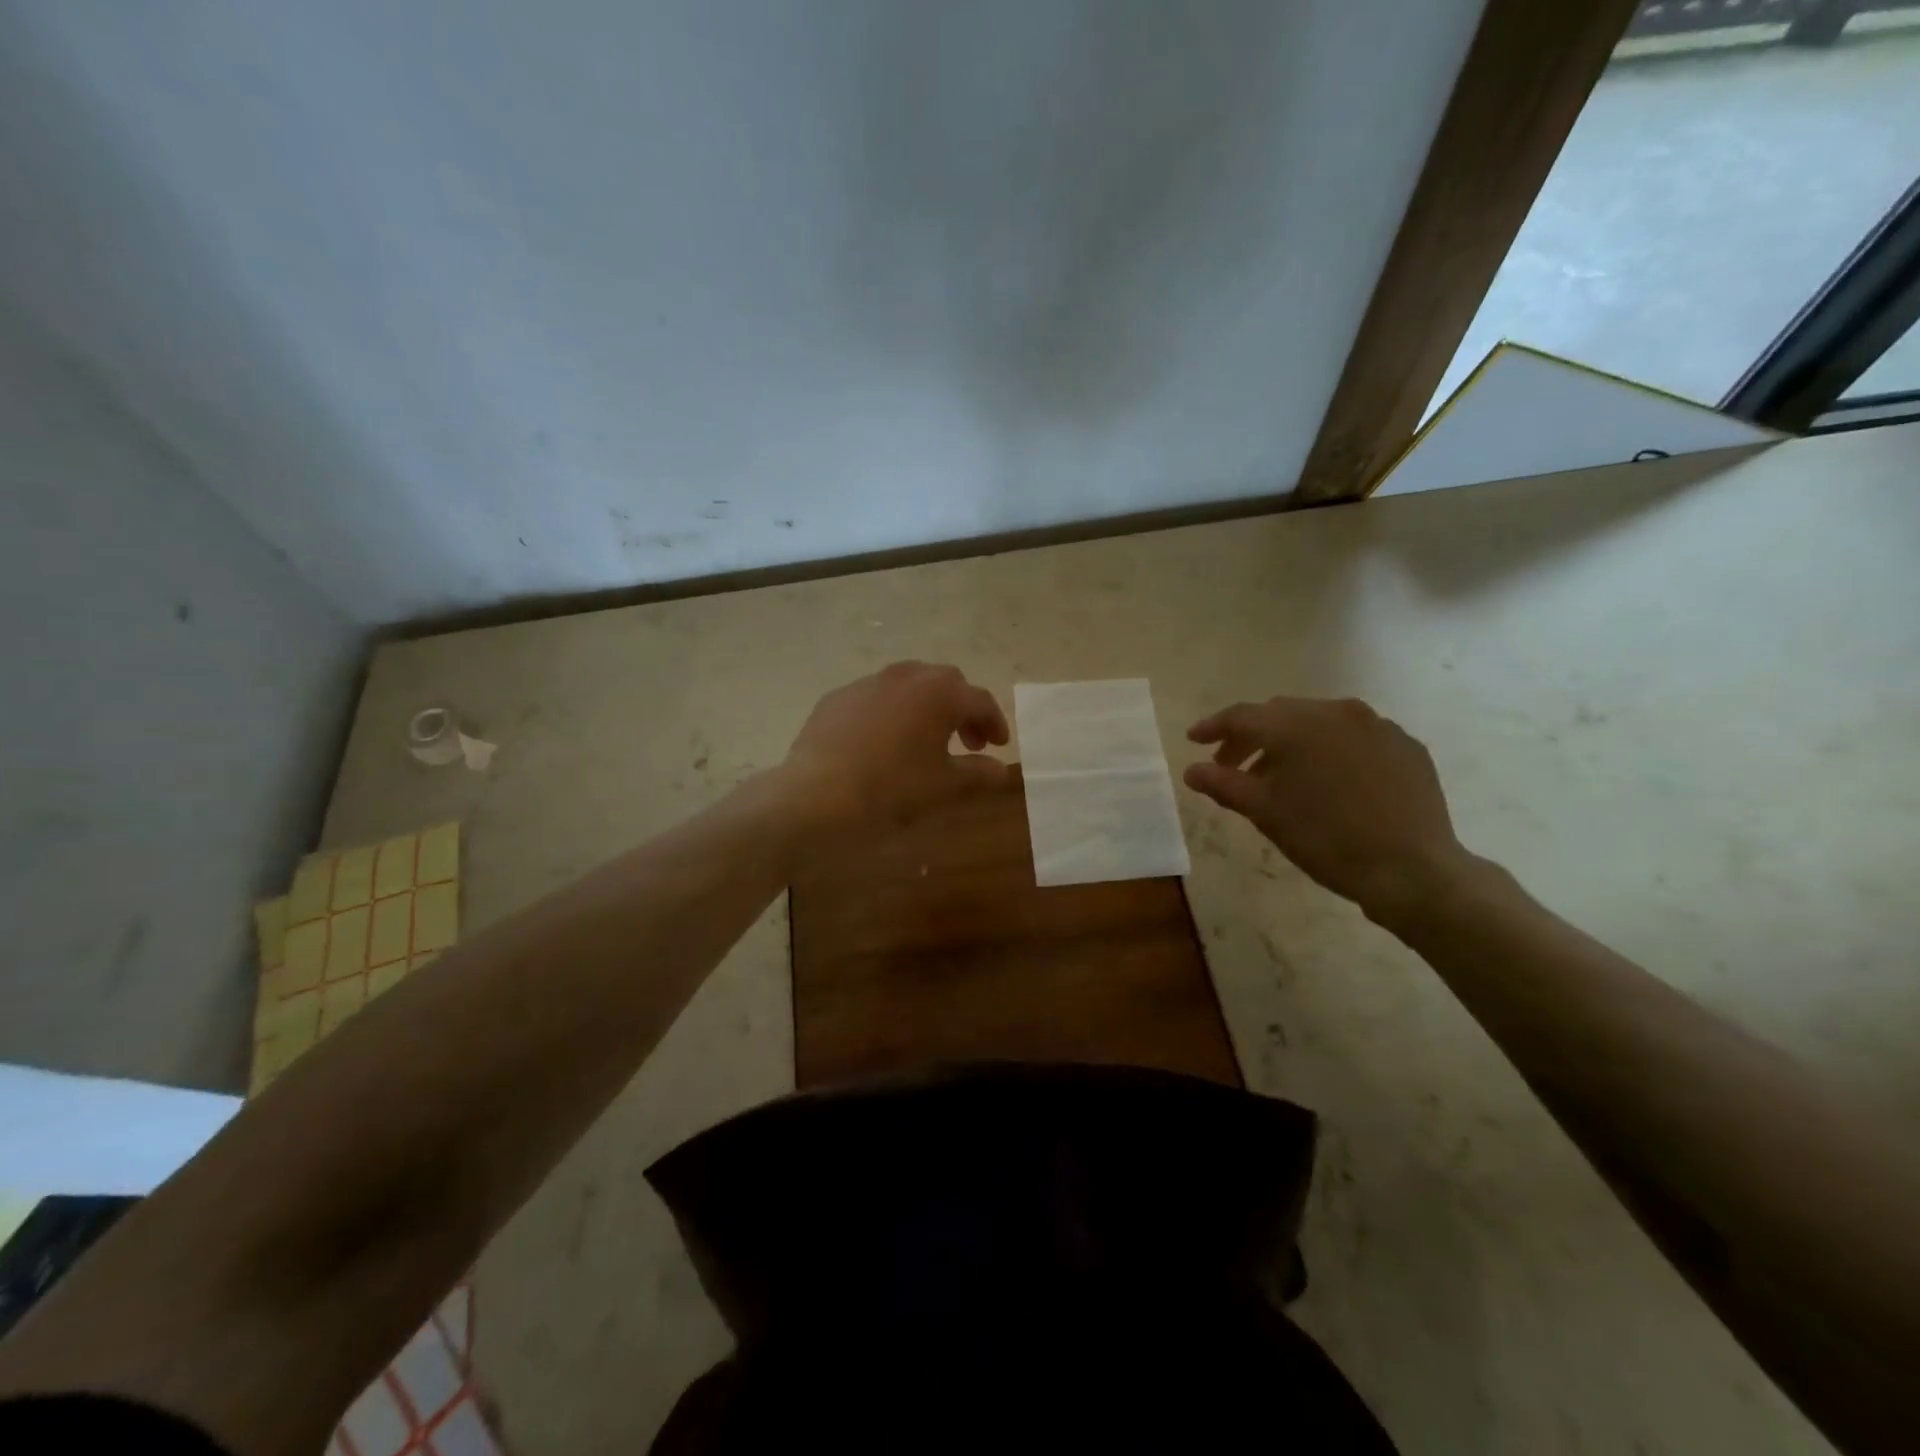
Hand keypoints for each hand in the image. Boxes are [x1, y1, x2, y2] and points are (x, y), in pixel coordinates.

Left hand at [781, 661, 1009, 833]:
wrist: (817, 795)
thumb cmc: (892, 788)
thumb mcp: (944, 786)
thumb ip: (978, 773)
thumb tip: (1000, 769)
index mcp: (939, 692)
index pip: (980, 700)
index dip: (994, 722)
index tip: (999, 745)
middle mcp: (905, 676)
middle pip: (946, 683)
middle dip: (962, 710)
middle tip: (967, 742)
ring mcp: (867, 683)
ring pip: (908, 685)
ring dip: (926, 706)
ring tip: (926, 739)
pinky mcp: (837, 698)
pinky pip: (875, 698)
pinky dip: (891, 713)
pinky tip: (883, 742)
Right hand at [1184, 696, 1472, 922]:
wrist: (1412, 871)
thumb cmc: (1327, 839)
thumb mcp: (1266, 813)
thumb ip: (1224, 784)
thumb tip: (1191, 770)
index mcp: (1298, 725)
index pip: (1243, 716)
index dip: (1214, 727)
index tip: (1193, 740)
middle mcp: (1337, 712)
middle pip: (1281, 714)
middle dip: (1252, 737)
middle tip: (1233, 767)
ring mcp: (1378, 725)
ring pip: (1319, 722)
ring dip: (1292, 742)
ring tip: (1282, 777)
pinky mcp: (1406, 745)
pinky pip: (1356, 737)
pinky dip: (1331, 750)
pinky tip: (1330, 781)